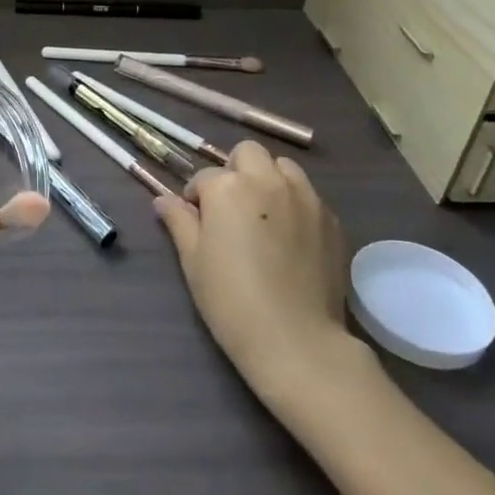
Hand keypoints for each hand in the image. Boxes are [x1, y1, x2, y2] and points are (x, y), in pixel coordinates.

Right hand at [154, 142, 355, 404]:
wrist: (295, 340)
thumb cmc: (231, 300)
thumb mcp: (193, 260)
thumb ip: (179, 221)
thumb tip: (163, 200)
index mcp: (228, 187)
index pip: (204, 177)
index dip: (196, 197)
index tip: (197, 221)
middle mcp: (268, 180)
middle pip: (248, 154)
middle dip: (235, 171)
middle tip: (230, 207)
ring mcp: (305, 197)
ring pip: (283, 167)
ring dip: (268, 179)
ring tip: (263, 215)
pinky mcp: (331, 219)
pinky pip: (308, 195)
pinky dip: (295, 203)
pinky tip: (290, 237)